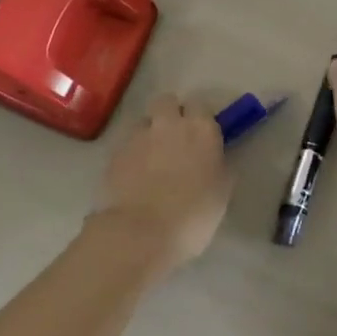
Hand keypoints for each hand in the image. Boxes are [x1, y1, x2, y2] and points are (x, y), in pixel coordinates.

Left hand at [89, 93, 231, 273]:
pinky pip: (127, 145)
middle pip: (167, 101)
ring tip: (151, 160)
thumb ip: (219, 167)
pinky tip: (134, 177)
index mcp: (201, 129)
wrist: (141, 233)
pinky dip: (132, 155)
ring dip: (149, 133)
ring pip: (144, 122)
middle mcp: (169, 124)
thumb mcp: (221, 192)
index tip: (201, 135)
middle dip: (170, 113)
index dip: (200, 118)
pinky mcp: (115, 154)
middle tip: (175, 139)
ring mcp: (138, 137)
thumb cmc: (193, 216)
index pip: (201, 105)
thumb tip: (215, 159)